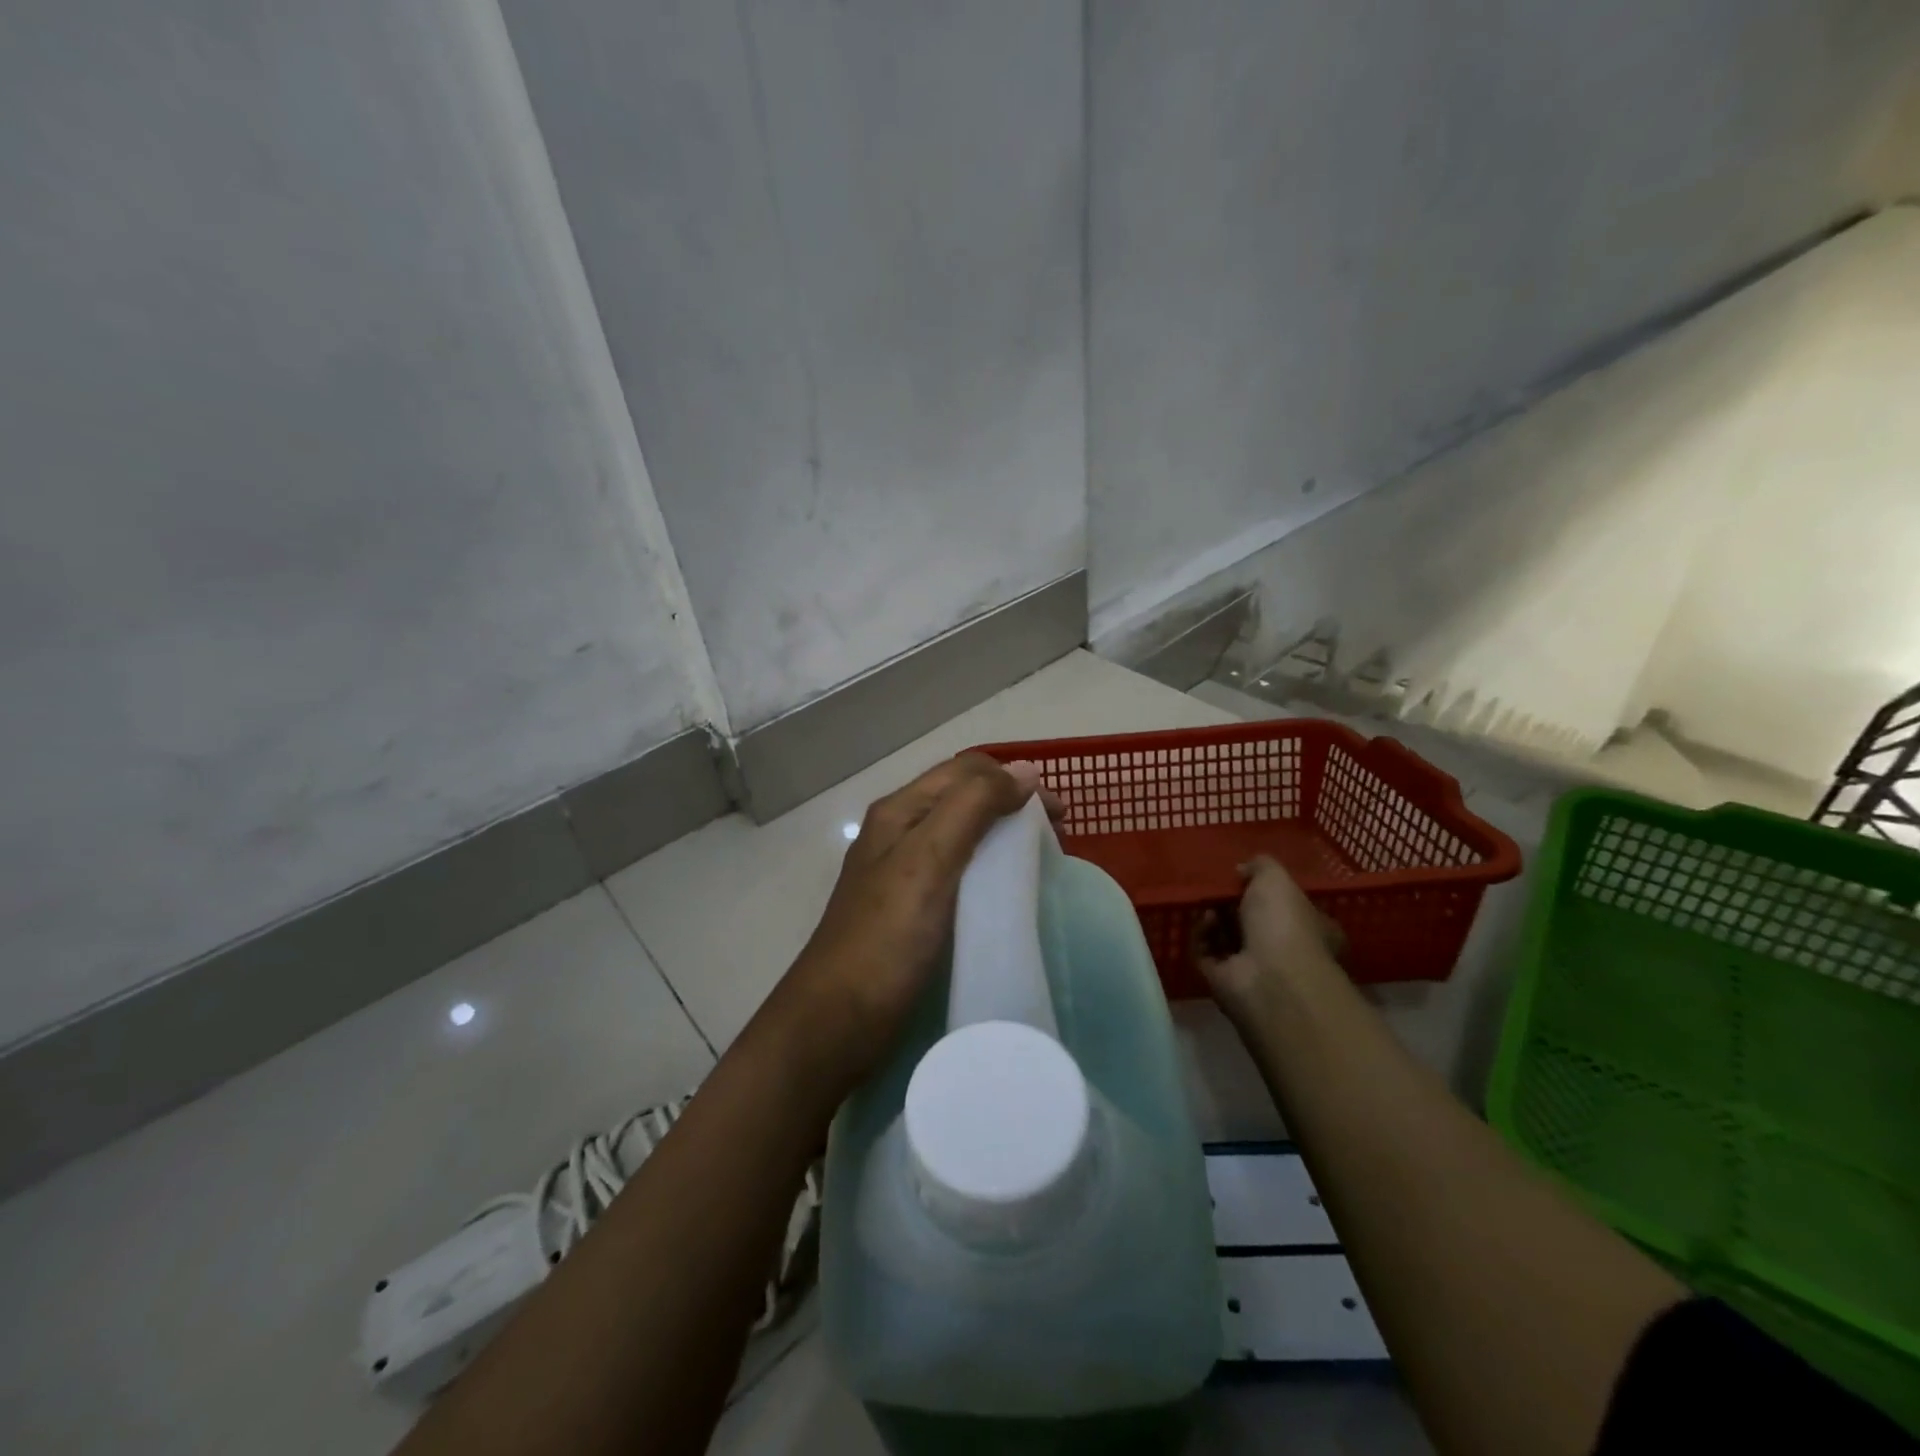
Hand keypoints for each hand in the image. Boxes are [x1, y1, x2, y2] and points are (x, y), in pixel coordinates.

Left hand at [768, 753, 1056, 1094]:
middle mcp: (898, 833)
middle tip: (1056, 837)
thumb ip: (972, 808)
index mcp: (899, 811)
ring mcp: (902, 873)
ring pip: (962, 834)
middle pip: (964, 798)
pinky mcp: (911, 909)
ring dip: (1003, 836)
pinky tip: (1006, 893)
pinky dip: (989, 869)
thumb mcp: (928, 860)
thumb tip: (1024, 771)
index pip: (965, 771)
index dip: (1014, 780)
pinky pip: (958, 872)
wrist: (836, 1022)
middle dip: (1012, 805)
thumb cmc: (885, 938)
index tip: (1058, 815)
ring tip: (1037, 861)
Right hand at [1196, 855, 1344, 1017]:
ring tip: (1208, 905)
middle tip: (1218, 889)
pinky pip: (1205, 953)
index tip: (1243, 877)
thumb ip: (1261, 866)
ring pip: (1226, 937)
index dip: (1264, 892)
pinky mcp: (1224, 981)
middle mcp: (1285, 951)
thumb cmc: (1284, 924)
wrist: (1269, 979)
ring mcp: (1254, 969)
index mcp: (1310, 928)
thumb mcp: (1276, 878)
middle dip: (1232, 904)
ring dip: (1214, 918)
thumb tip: (1243, 870)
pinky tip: (1203, 922)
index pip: (1287, 907)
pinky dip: (1201, 936)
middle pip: (1252, 921)